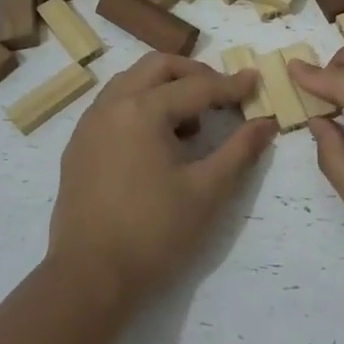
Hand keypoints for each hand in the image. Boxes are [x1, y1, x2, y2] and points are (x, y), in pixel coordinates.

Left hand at [48, 53, 275, 303]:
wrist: (90, 276)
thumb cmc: (154, 232)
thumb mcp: (207, 191)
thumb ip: (240, 150)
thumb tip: (266, 123)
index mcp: (142, 110)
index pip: (196, 86)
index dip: (230, 85)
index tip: (256, 80)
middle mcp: (110, 106)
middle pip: (156, 67)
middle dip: (193, 73)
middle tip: (221, 94)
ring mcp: (88, 126)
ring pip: (130, 84)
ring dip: (164, 88)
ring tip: (191, 122)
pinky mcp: (78, 148)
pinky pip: (112, 108)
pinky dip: (140, 107)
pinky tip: (157, 143)